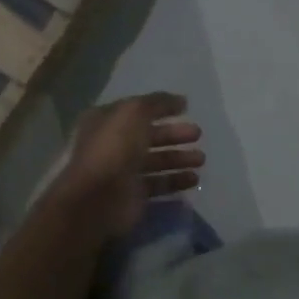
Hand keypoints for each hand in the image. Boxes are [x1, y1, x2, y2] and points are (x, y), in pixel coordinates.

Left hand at [48, 93, 203, 236]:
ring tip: (200, 159)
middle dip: (174, 135)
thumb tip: (181, 100)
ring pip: (156, 162)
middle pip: (149, 137)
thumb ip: (158, 102)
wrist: (98, 198)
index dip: (161, 108)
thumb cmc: (114, 148)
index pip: (137, 111)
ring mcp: (123, 172)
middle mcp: (113, 145)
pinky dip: (176, 182)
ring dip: (179, 159)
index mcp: (106, 121)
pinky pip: (158, 185)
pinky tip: (193, 179)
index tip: (186, 108)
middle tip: (198, 134)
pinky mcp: (133, 196)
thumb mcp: (134, 112)